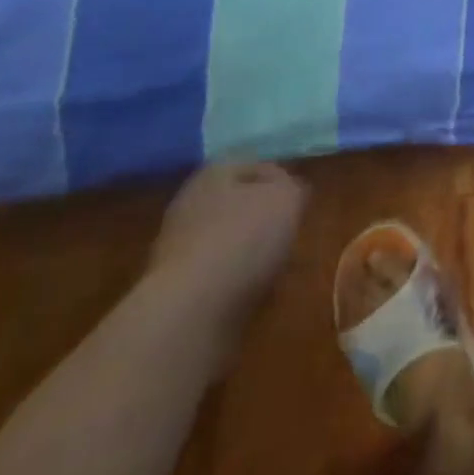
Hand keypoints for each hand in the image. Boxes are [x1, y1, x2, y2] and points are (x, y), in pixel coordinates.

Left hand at [148, 163, 305, 317]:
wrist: (191, 308)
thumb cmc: (245, 236)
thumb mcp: (288, 198)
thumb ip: (293, 188)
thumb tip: (289, 192)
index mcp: (216, 171)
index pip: (259, 166)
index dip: (284, 181)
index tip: (302, 202)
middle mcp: (190, 200)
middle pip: (238, 202)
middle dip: (262, 215)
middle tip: (289, 230)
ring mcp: (176, 244)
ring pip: (225, 236)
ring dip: (248, 247)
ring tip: (275, 263)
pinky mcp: (172, 285)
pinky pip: (214, 270)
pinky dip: (233, 276)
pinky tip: (251, 287)